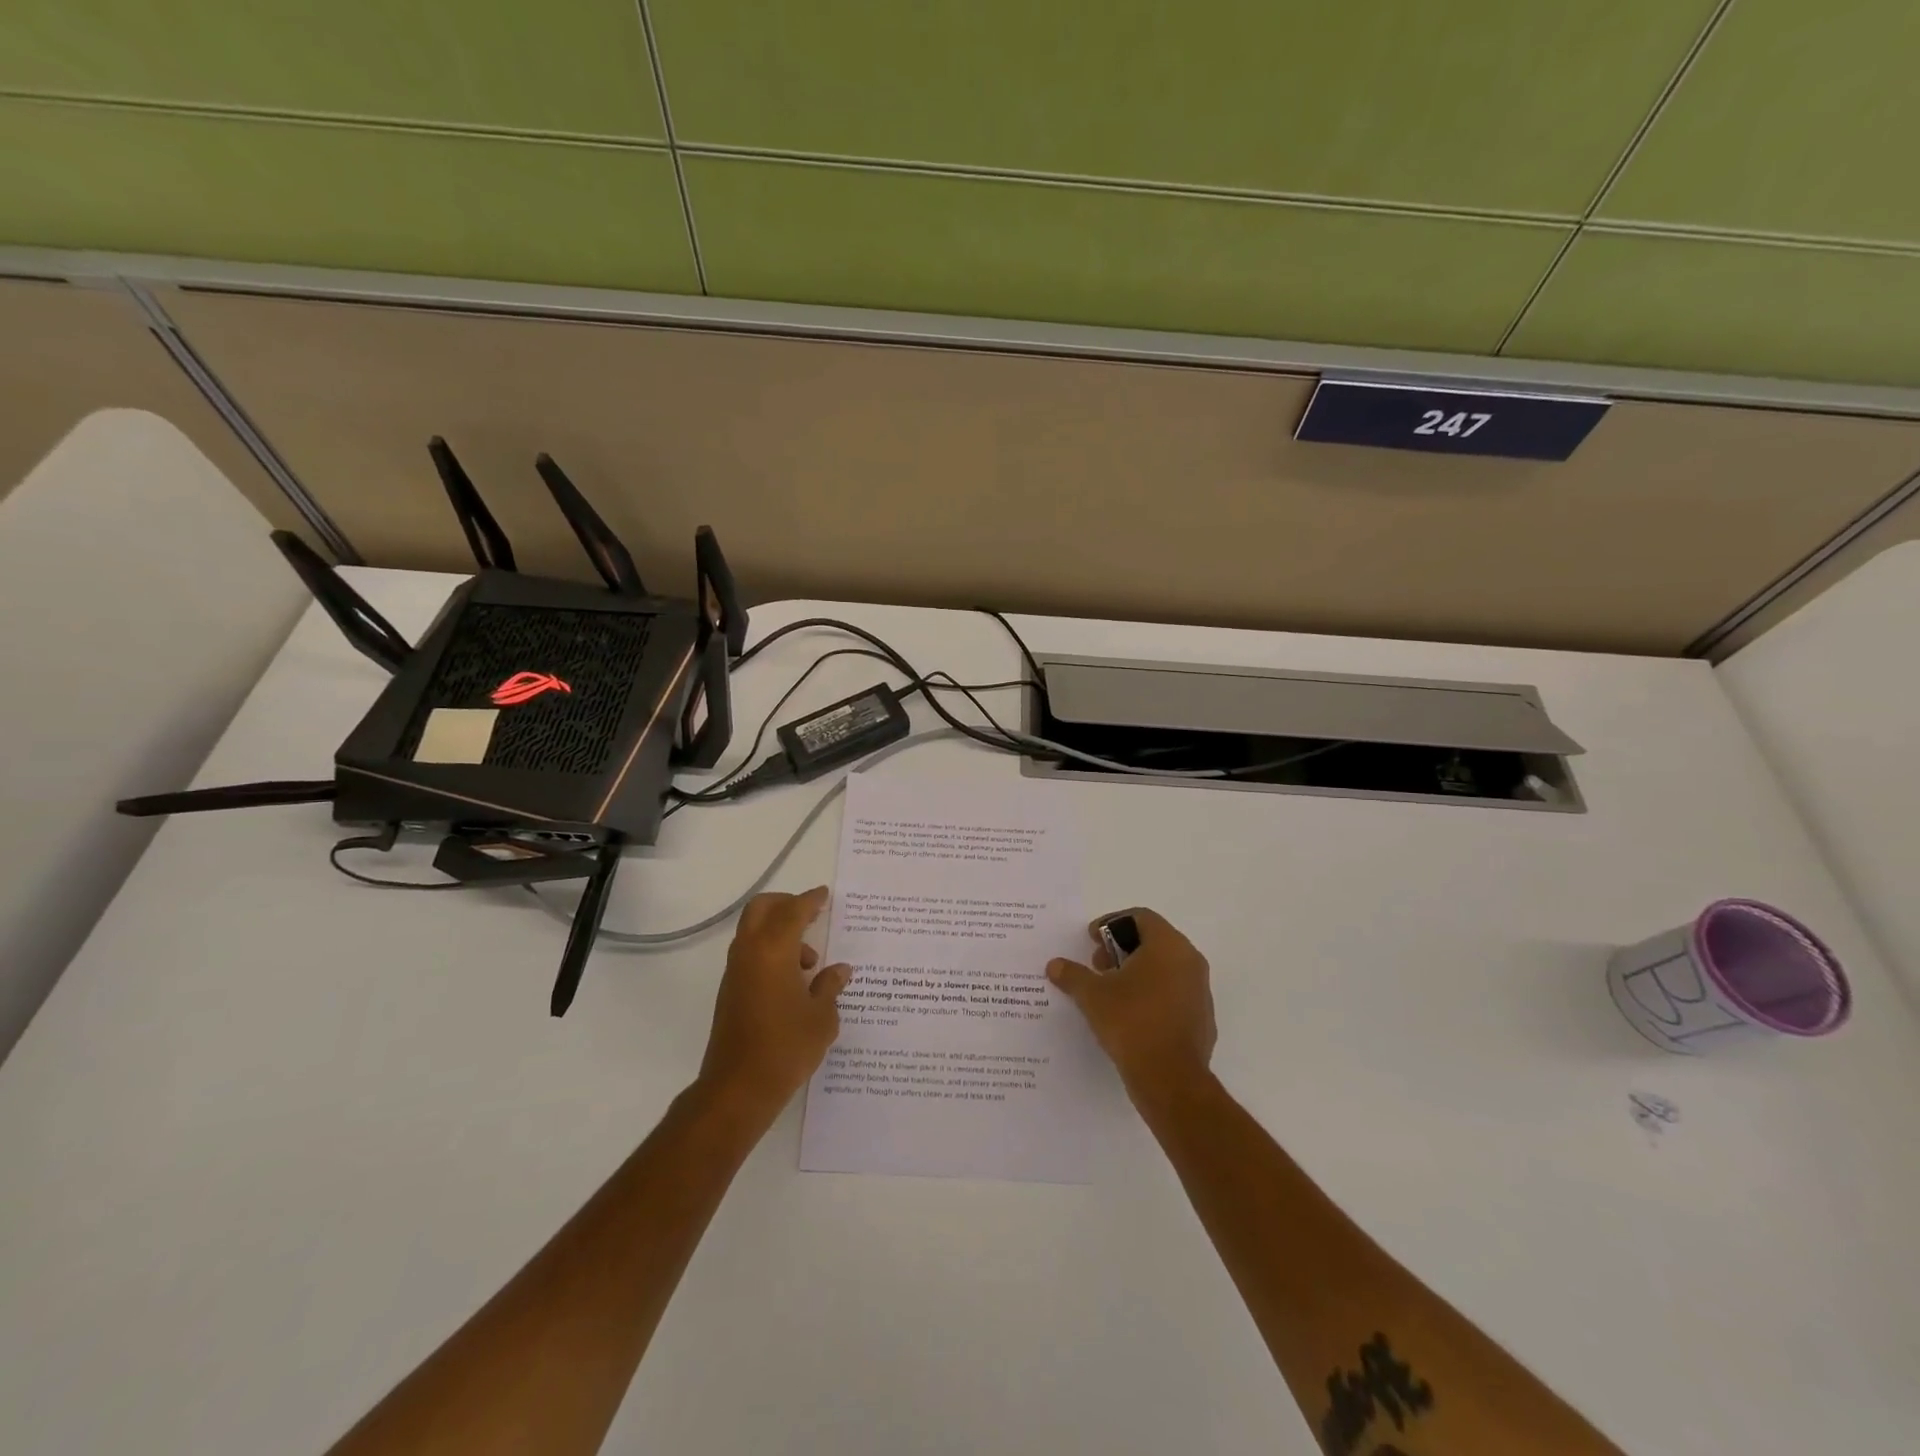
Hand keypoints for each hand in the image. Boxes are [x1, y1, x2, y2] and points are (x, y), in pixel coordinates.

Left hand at [698, 887, 850, 1119]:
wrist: (738, 1089)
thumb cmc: (786, 1048)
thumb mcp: (822, 1016)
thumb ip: (830, 986)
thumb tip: (839, 970)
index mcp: (773, 950)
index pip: (793, 911)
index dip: (810, 900)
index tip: (824, 895)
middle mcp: (749, 953)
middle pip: (762, 909)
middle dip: (786, 905)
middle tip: (812, 916)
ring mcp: (736, 972)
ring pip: (754, 932)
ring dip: (780, 933)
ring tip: (810, 964)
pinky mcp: (730, 991)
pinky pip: (752, 955)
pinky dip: (772, 953)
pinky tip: (794, 982)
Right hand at [1048, 908, 1215, 1106]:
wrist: (1170, 1079)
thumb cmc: (1131, 1022)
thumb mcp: (1092, 995)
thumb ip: (1073, 975)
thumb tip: (1054, 965)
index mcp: (1168, 945)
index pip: (1140, 917)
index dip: (1111, 923)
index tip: (1091, 941)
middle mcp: (1190, 960)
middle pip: (1153, 940)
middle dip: (1121, 948)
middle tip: (1097, 966)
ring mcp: (1200, 990)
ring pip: (1165, 967)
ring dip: (1137, 971)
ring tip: (1110, 992)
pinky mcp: (1202, 1017)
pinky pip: (1174, 993)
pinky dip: (1152, 994)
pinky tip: (1130, 1015)